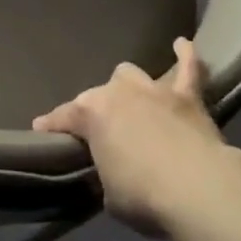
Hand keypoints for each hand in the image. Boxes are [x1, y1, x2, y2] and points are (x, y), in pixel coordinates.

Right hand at [32, 37, 239, 235]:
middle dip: (99, 111)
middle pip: (99, 94)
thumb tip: (112, 169)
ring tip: (133, 102)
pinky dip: (185, 56)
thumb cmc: (144, 196)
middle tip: (104, 135)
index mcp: (92, 114)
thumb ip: (106, 173)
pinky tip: (182, 44)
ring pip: (132, 74)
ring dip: (130, 88)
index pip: (63, 117)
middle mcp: (119, 92)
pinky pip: (188, 68)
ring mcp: (153, 90)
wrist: (198, 188)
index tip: (42, 130)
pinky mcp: (188, 96)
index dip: (52, 126)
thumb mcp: (110, 194)